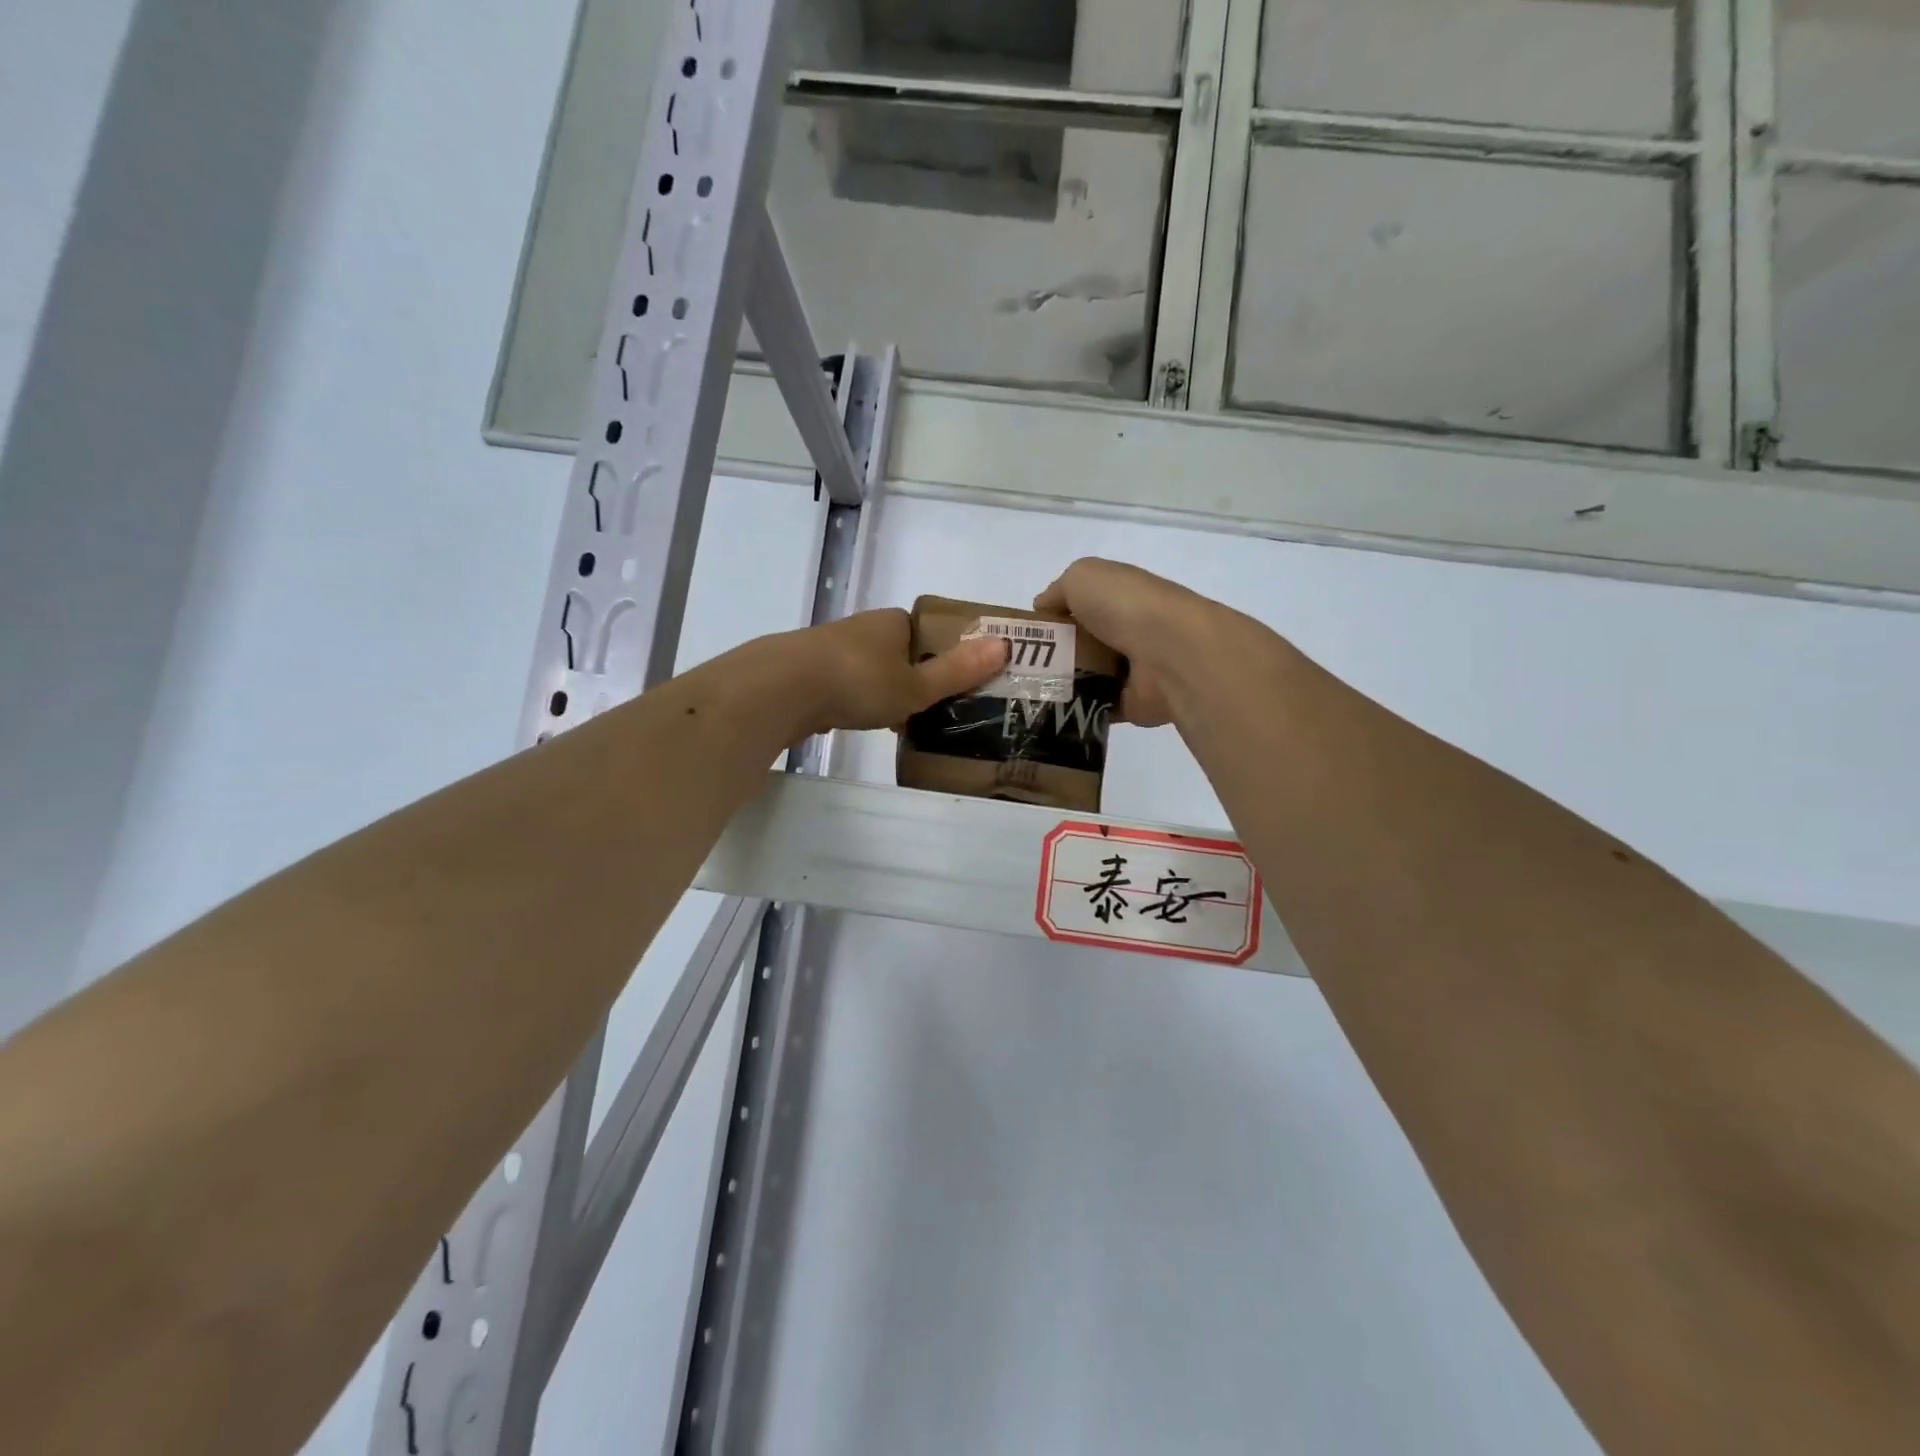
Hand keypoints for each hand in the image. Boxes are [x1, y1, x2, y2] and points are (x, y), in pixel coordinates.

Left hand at [794, 608, 1008, 735]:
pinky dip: (856, 701)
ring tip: (900, 723)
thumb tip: (1004, 645)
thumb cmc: (858, 681)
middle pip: (900, 652)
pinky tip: (859, 722)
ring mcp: (832, 649)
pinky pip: (845, 686)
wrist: (781, 689)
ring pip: (871, 670)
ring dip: (884, 691)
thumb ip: (957, 671)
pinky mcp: (809, 672)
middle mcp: (863, 628)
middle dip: (914, 677)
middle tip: (934, 709)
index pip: (928, 631)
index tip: (956, 684)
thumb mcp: (916, 684)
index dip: (945, 654)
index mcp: (893, 622)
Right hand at [1034, 558, 1240, 726]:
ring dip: (1060, 685)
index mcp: (1119, 597)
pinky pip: (1096, 708)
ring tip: (1026, 693)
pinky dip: (1076, 711)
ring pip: (1086, 678)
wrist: (1170, 653)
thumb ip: (1058, 590)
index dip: (1052, 619)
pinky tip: (1049, 713)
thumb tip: (1042, 609)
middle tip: (1017, 669)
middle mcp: (1127, 631)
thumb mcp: (1081, 577)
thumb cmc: (1125, 606)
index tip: (1024, 637)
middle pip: (1080, 645)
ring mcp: (1132, 669)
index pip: (1079, 607)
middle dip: (1050, 656)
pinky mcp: (1133, 704)